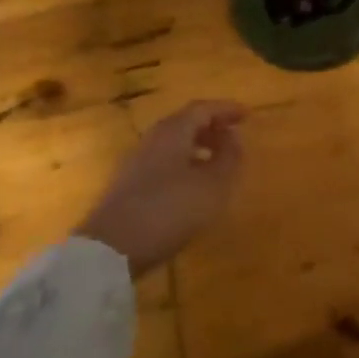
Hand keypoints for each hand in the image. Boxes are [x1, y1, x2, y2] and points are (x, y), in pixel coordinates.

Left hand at [75, 101, 245, 274]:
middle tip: (234, 137)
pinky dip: (185, 163)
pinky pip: (164, 161)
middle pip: (185, 123)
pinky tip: (194, 185)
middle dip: (212, 127)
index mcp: (173, 132)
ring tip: (219, 162)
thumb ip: (228, 158)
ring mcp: (137, 162)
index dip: (226, 109)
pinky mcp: (129, 185)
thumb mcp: (212, 186)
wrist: (111, 248)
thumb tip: (234, 137)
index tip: (247, 114)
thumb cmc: (169, 210)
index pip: (202, 109)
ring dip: (198, 146)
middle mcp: (152, 140)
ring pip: (173, 143)